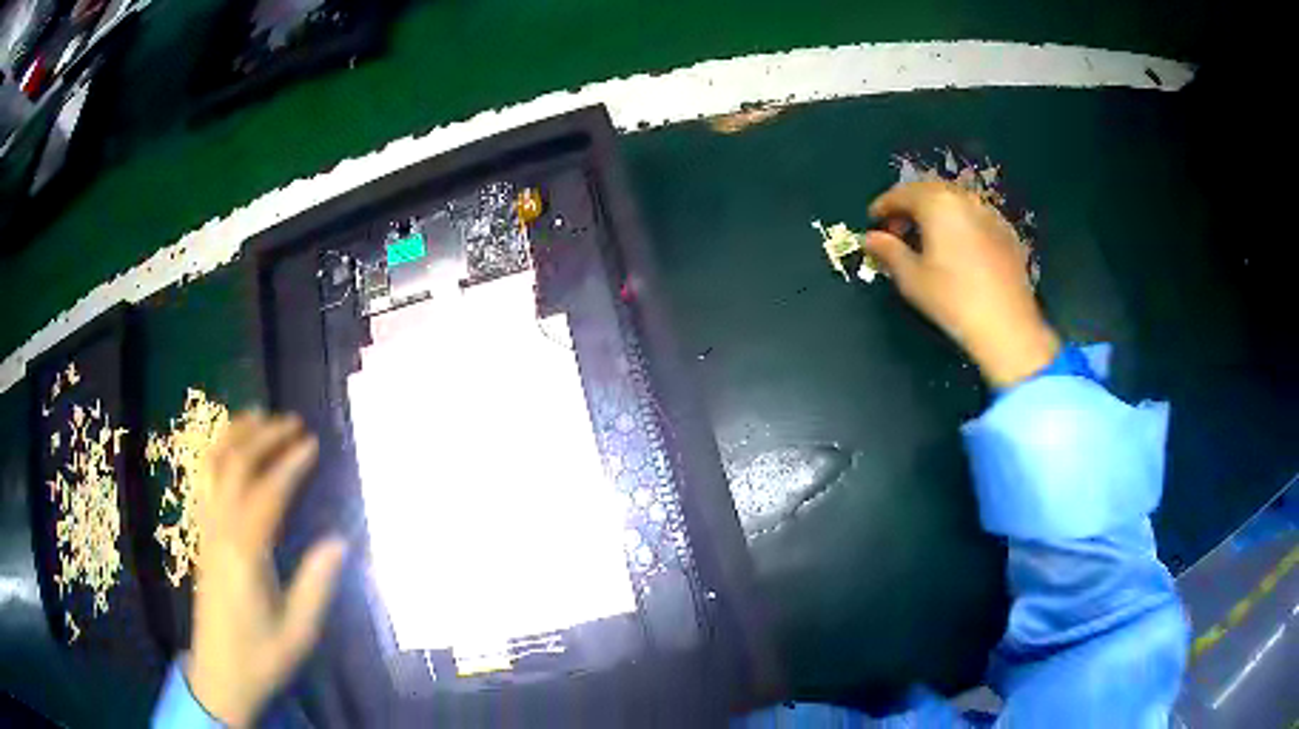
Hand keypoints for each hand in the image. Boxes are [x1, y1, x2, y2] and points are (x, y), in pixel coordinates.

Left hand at [187, 412, 346, 727]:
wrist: (219, 674)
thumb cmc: (262, 656)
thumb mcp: (298, 631)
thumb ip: (316, 585)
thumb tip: (339, 541)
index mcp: (245, 555)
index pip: (267, 493)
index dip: (290, 464)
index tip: (312, 443)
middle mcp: (220, 532)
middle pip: (236, 467)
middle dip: (264, 437)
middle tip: (292, 422)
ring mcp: (206, 531)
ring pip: (212, 467)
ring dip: (234, 435)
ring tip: (258, 416)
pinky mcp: (201, 537)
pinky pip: (204, 482)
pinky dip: (217, 454)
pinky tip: (231, 450)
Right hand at [863, 181, 1059, 387]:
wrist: (1007, 326)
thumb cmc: (952, 300)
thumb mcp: (912, 278)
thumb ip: (888, 251)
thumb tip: (870, 238)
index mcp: (937, 204)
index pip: (902, 194)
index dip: (884, 206)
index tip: (873, 222)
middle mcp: (964, 199)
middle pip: (930, 191)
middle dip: (910, 206)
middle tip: (898, 231)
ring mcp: (990, 214)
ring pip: (955, 202)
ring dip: (936, 214)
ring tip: (927, 240)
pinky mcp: (1007, 233)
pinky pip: (975, 218)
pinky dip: (959, 224)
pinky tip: (957, 250)